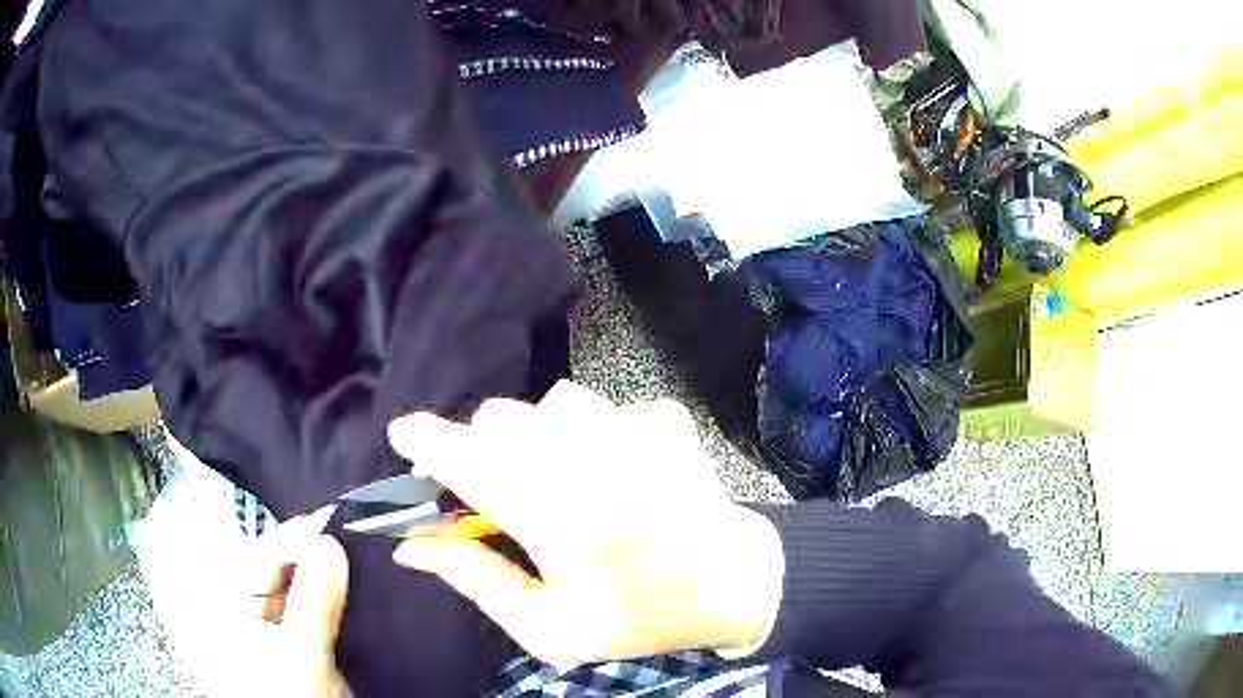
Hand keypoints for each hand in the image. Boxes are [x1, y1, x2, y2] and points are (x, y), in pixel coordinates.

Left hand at [238, 506, 351, 697]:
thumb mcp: (300, 654)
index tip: (335, 517)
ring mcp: (279, 621)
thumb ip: (313, 600)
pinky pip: (319, 604)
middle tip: (352, 528)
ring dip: (329, 568)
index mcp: (232, 601)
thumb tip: (331, 543)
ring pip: (304, 582)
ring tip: (359, 547)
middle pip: (283, 565)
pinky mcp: (305, 636)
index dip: (297, 536)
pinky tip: (358, 579)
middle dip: (315, 548)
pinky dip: (337, 592)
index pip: (262, 555)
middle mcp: (251, 604)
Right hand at [388, 381, 783, 665]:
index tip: (402, 434)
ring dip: (537, 438)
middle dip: (481, 449)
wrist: (731, 584)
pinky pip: (601, 407)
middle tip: (494, 490)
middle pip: (502, 420)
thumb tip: (412, 545)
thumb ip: (477, 580)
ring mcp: (638, 429)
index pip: (473, 464)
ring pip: (550, 404)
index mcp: (563, 523)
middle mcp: (598, 462)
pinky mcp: (663, 417)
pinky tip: (615, 473)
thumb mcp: (550, 627)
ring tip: (562, 481)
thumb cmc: (637, 617)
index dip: (428, 443)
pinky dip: (591, 434)